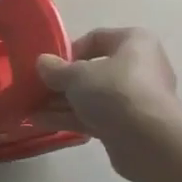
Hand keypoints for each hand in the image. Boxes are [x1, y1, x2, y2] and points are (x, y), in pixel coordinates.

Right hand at [35, 27, 181, 181]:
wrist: (150, 142)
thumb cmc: (115, 92)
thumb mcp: (77, 75)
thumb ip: (56, 69)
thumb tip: (43, 63)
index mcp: (135, 42)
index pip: (97, 38)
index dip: (70, 51)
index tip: (50, 65)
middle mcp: (140, 67)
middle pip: (93, 71)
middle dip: (63, 82)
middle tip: (37, 89)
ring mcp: (136, 99)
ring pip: (93, 96)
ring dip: (62, 102)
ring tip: (32, 109)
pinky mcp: (130, 126)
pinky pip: (96, 116)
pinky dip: (71, 118)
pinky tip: (42, 123)